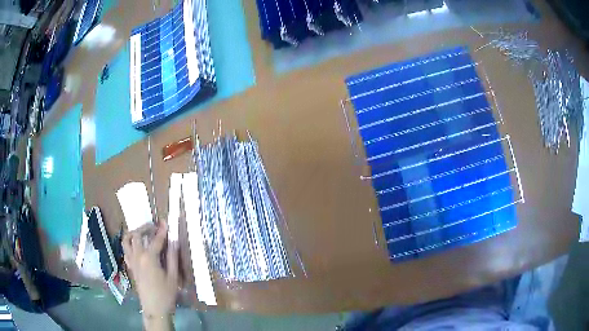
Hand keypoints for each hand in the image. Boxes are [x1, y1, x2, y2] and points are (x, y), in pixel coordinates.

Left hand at [123, 220, 178, 319]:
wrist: (154, 309)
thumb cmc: (166, 294)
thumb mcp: (173, 277)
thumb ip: (172, 257)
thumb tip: (174, 241)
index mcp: (149, 258)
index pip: (156, 239)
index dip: (162, 230)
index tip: (166, 222)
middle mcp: (138, 256)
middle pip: (137, 235)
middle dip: (145, 227)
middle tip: (154, 227)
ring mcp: (132, 261)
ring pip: (126, 241)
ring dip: (133, 233)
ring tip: (142, 233)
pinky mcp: (131, 267)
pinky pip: (126, 251)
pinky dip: (130, 245)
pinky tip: (137, 247)